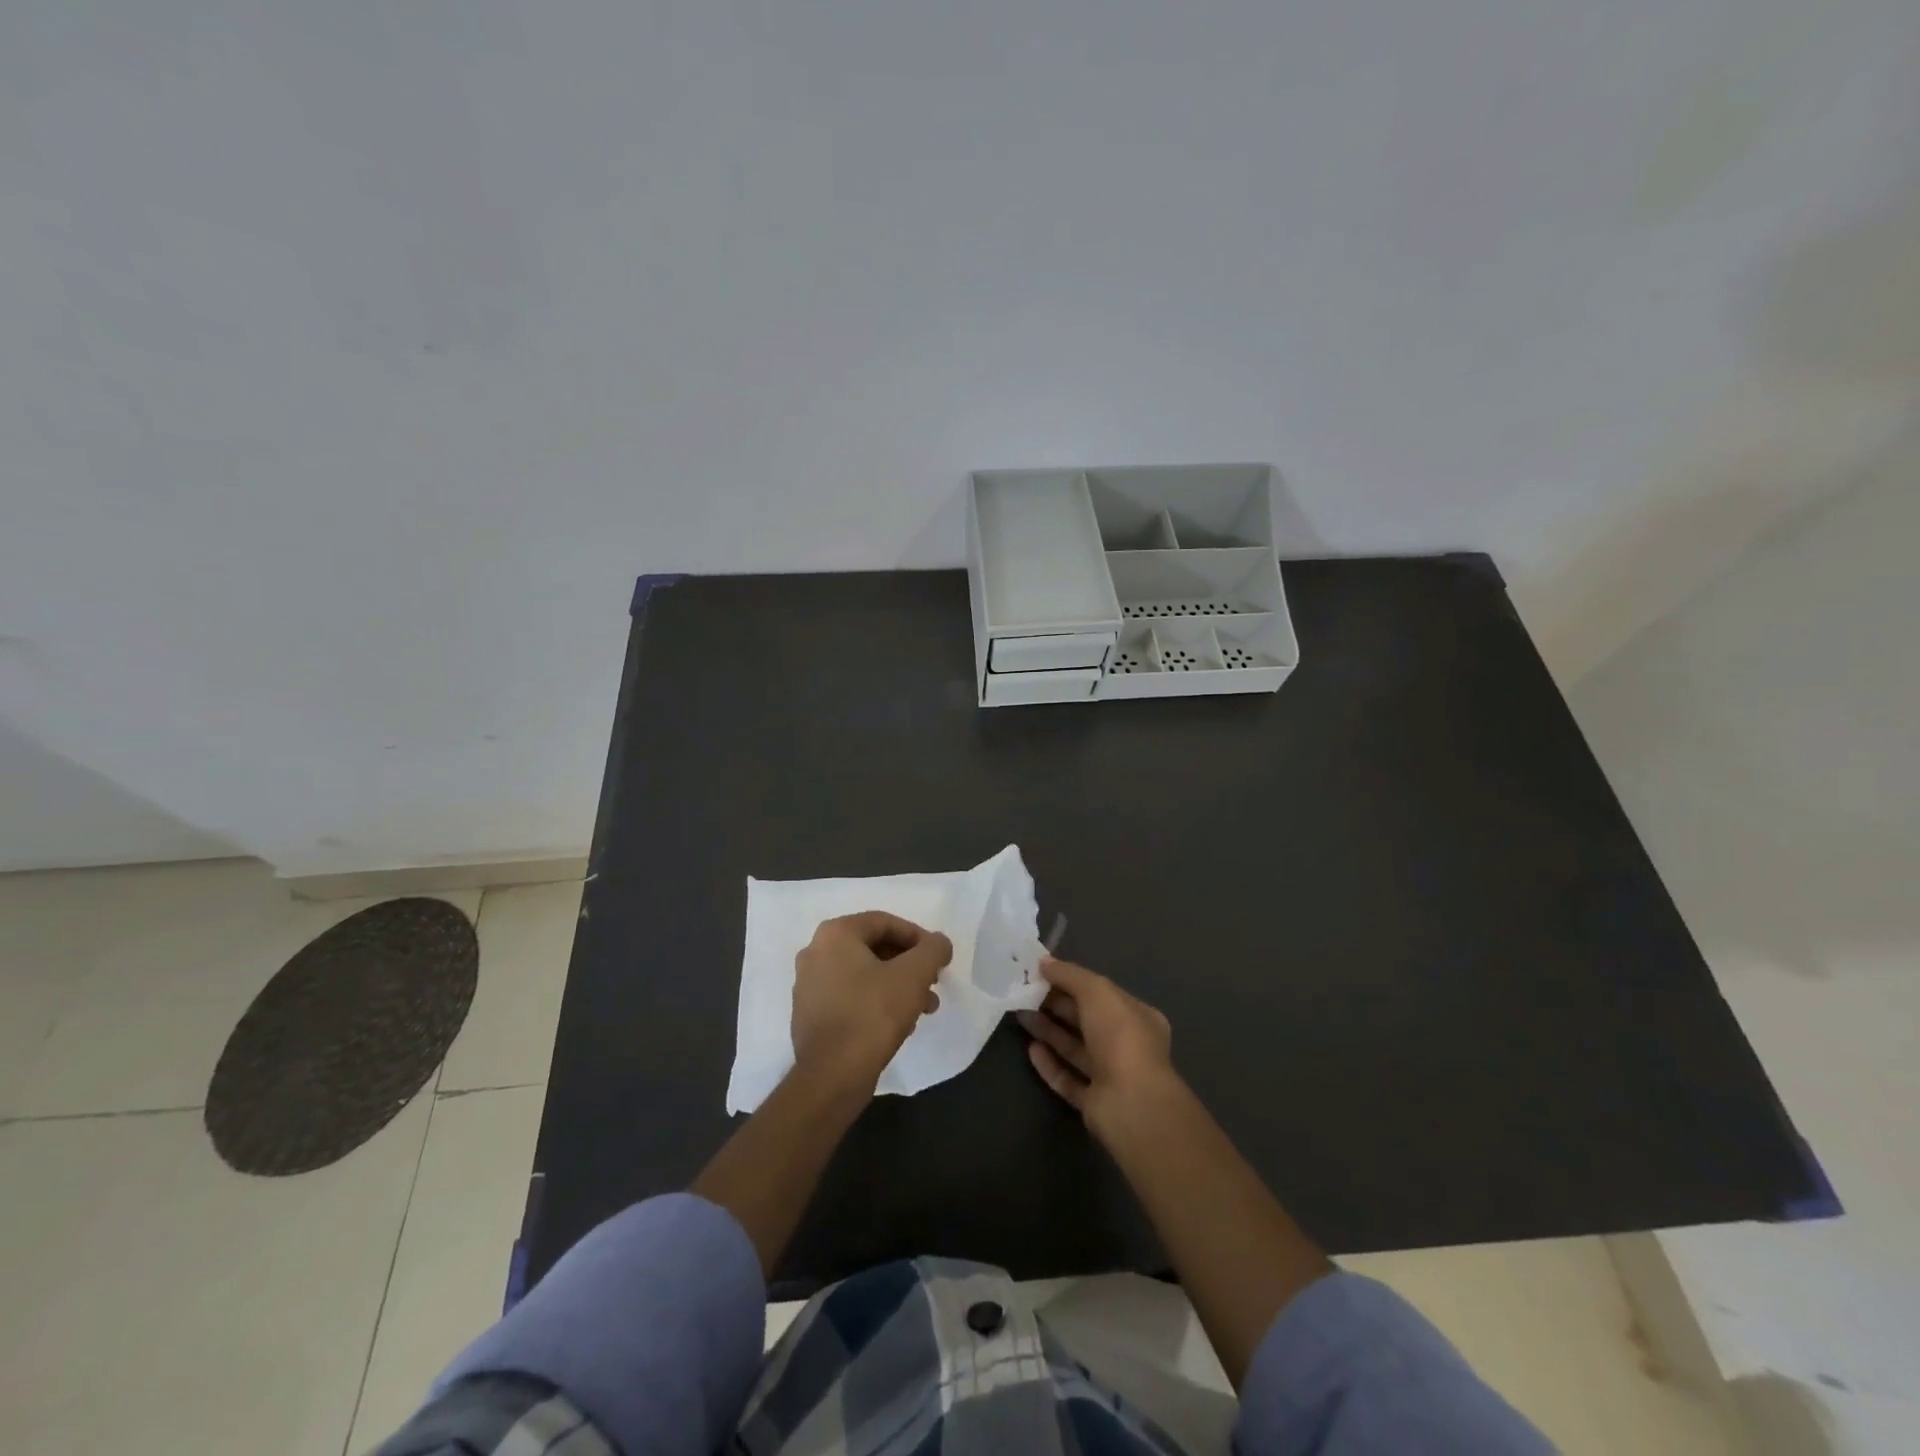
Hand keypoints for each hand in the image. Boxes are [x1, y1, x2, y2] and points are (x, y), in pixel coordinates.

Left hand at [791, 912, 952, 1092]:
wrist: (832, 1076)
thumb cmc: (873, 1014)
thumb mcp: (914, 975)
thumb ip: (933, 950)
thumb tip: (938, 943)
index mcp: (835, 934)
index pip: (885, 923)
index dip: (918, 938)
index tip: (938, 959)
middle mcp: (815, 952)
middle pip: (874, 948)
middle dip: (909, 965)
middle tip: (932, 983)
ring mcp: (808, 985)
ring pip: (863, 975)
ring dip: (896, 986)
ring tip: (924, 1008)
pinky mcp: (809, 1015)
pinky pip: (849, 997)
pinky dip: (875, 1002)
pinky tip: (898, 1024)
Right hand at [1017, 956, 1175, 1139]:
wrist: (1132, 1104)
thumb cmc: (1120, 1037)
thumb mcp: (1096, 991)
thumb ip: (1070, 975)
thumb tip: (1044, 961)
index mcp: (1136, 1017)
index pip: (1100, 994)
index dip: (1071, 981)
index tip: (1041, 972)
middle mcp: (1126, 1045)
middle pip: (1085, 1020)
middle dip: (1056, 1005)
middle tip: (1024, 992)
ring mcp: (1110, 1075)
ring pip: (1074, 1048)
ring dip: (1048, 1031)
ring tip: (1020, 1014)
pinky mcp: (1093, 1103)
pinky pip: (1067, 1079)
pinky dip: (1050, 1064)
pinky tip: (1031, 1049)